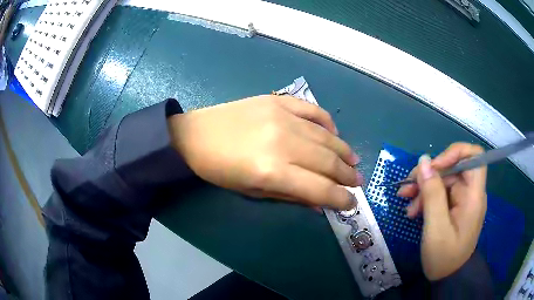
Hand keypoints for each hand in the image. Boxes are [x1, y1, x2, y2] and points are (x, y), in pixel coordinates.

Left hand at [167, 95, 363, 209]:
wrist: (195, 135)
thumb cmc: (220, 170)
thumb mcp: (253, 192)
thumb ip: (291, 196)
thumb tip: (321, 204)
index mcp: (273, 171)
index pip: (321, 188)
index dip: (341, 198)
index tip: (352, 203)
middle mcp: (283, 142)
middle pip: (328, 161)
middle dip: (348, 176)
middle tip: (357, 182)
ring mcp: (282, 116)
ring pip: (326, 136)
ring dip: (344, 151)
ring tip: (353, 161)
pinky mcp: (278, 100)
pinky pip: (313, 110)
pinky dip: (328, 123)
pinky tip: (334, 134)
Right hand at [397, 143, 486, 280]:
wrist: (447, 278)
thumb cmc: (444, 257)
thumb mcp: (436, 227)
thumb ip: (432, 194)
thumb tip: (424, 161)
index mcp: (473, 195)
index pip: (474, 156)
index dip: (455, 153)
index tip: (434, 166)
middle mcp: (470, 193)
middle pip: (453, 168)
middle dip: (430, 175)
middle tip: (407, 188)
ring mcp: (462, 200)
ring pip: (444, 181)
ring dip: (424, 188)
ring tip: (406, 202)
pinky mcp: (454, 207)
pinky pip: (440, 194)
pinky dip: (426, 198)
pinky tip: (413, 210)